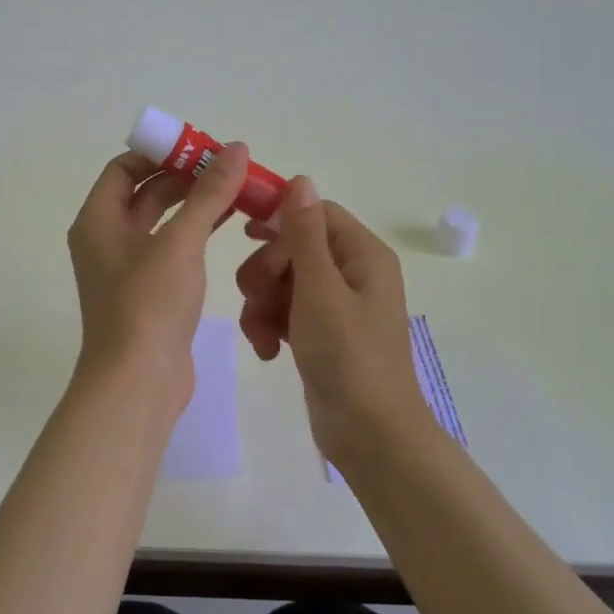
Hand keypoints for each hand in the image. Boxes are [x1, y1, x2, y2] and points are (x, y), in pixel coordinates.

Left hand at [67, 143, 251, 413]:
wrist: (138, 382)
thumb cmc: (149, 303)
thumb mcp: (180, 242)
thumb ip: (208, 194)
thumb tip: (236, 149)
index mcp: (98, 220)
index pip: (123, 168)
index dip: (160, 153)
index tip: (200, 146)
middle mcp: (106, 239)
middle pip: (145, 193)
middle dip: (185, 177)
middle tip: (229, 166)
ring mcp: (127, 268)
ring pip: (162, 222)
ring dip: (195, 204)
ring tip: (238, 189)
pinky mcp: (149, 293)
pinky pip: (172, 249)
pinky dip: (197, 232)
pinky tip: (230, 223)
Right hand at [235, 177, 430, 466]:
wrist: (369, 434)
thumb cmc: (348, 356)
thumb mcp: (320, 289)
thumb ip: (305, 234)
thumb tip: (301, 179)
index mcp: (362, 254)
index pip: (315, 213)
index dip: (279, 220)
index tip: (244, 234)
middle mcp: (352, 273)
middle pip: (293, 247)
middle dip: (266, 271)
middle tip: (253, 296)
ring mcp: (336, 306)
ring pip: (283, 282)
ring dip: (262, 303)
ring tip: (259, 334)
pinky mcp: (321, 334)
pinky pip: (286, 312)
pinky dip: (271, 326)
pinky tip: (267, 350)